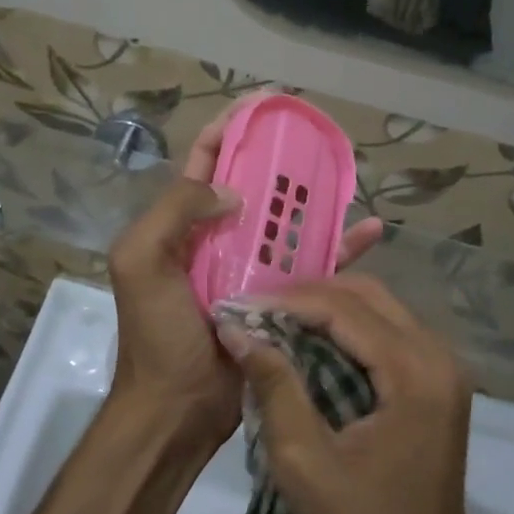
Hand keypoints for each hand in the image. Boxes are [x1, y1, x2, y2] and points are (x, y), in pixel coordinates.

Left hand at [105, 103, 385, 452]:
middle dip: (280, 158)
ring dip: (315, 198)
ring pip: (289, 221)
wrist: (177, 410)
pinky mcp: (281, 297)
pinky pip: (316, 265)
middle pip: (254, 185)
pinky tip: (372, 230)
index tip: (265, 104)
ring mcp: (251, 268)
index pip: (206, 160)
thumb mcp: (141, 260)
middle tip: (315, 138)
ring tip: (347, 174)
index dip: (231, 127)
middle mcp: (218, 238)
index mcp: (181, 224)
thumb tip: (231, 190)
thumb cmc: (156, 334)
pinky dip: (342, 247)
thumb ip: (174, 210)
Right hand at [215, 275, 476, 513]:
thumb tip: (236, 329)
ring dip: (326, 308)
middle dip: (307, 295)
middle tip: (255, 308)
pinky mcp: (435, 387)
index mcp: (417, 373)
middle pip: (368, 296)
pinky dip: (346, 331)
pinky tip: (308, 342)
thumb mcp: (303, 460)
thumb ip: (273, 385)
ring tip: (273, 319)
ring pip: (379, 310)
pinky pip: (387, 335)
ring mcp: (443, 372)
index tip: (237, 305)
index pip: (345, 309)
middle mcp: (439, 358)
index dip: (286, 301)